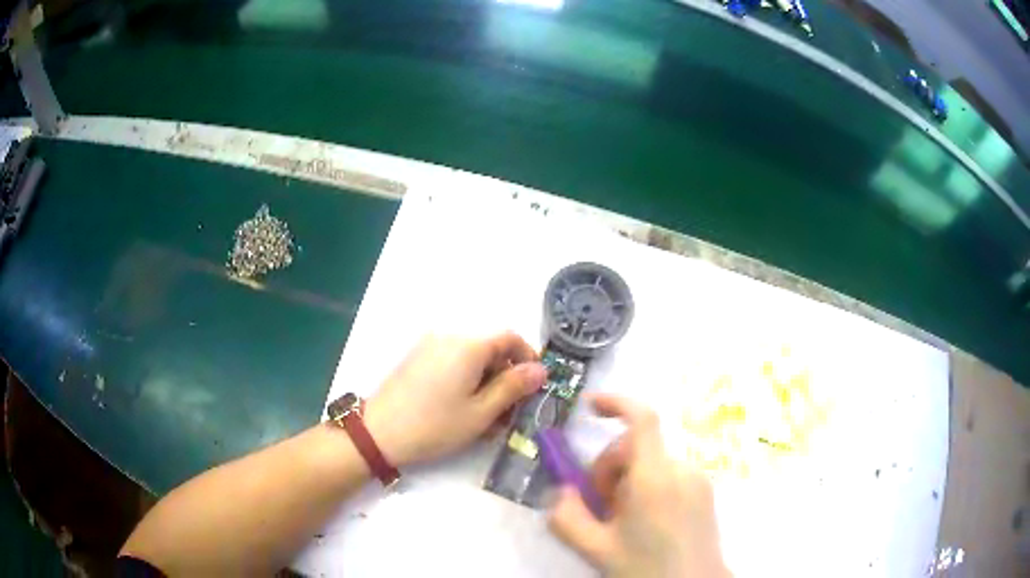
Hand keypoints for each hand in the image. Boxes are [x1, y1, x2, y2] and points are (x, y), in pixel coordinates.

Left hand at [364, 333, 546, 466]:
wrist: (379, 432)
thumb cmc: (436, 424)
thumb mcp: (481, 411)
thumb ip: (513, 387)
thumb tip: (541, 370)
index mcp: (469, 344)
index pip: (510, 337)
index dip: (528, 357)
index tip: (534, 385)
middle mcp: (449, 336)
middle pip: (490, 347)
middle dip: (505, 376)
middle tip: (509, 411)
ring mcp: (430, 345)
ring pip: (471, 357)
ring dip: (485, 381)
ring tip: (486, 417)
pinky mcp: (417, 357)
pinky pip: (452, 361)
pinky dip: (465, 380)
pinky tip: (462, 408)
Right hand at [549, 394, 730, 577]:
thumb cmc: (646, 568)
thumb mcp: (595, 548)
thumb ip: (567, 517)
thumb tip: (562, 491)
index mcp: (654, 478)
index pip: (641, 419)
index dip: (615, 402)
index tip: (588, 406)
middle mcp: (680, 469)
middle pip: (636, 446)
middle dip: (609, 468)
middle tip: (599, 506)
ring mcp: (697, 478)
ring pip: (650, 462)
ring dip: (627, 481)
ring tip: (623, 520)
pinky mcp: (704, 489)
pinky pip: (668, 473)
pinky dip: (648, 485)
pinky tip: (645, 520)